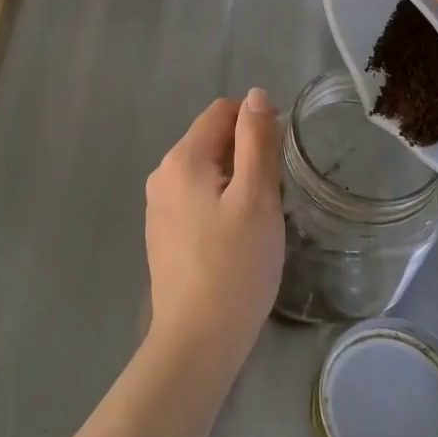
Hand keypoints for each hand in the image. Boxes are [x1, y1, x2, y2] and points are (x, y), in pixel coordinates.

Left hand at [143, 90, 284, 374]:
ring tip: (256, 220)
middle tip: (272, 196)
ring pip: (206, 171)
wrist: (197, 341)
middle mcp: (162, 174)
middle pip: (212, 140)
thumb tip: (255, 95)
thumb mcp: (257, 196)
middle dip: (246, 155)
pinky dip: (219, 204)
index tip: (279, 159)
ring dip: (235, 181)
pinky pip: (196, 198)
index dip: (255, 124)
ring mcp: (158, 206)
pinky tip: (234, 239)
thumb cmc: (235, 265)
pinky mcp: (162, 233)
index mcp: (182, 158)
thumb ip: (256, 139)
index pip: (222, 112)